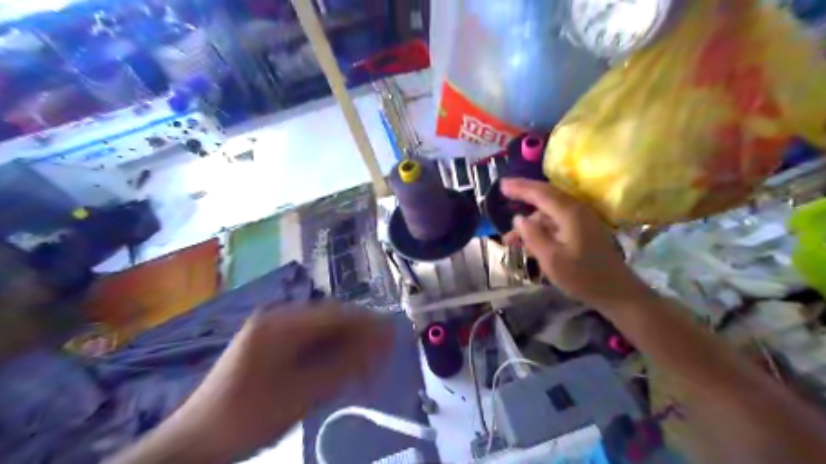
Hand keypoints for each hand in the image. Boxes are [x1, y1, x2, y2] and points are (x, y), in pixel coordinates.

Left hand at [112, 303, 391, 461]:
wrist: (193, 443)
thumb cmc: (248, 418)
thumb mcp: (303, 394)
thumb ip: (345, 364)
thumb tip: (381, 342)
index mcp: (281, 323)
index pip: (337, 313)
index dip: (368, 325)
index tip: (392, 340)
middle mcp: (276, 317)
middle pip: (330, 318)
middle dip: (358, 336)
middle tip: (379, 358)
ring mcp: (270, 329)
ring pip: (320, 329)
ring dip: (344, 344)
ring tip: (362, 366)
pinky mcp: (267, 344)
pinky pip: (307, 340)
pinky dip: (326, 352)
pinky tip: (336, 368)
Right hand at [504, 180, 651, 308]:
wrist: (616, 291)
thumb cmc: (582, 276)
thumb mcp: (552, 259)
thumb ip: (533, 236)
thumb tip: (518, 218)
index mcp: (569, 214)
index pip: (540, 194)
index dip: (520, 188)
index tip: (501, 185)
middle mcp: (576, 210)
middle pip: (546, 195)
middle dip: (524, 192)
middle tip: (504, 190)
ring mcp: (581, 219)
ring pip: (549, 211)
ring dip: (529, 219)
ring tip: (510, 238)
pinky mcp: (582, 229)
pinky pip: (556, 221)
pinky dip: (540, 227)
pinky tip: (529, 241)